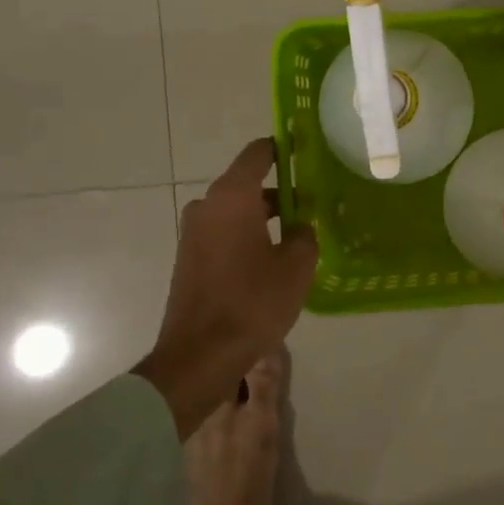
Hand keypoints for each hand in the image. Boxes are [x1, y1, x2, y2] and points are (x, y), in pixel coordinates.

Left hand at [135, 138, 317, 438]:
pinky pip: (224, 234)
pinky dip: (247, 237)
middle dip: (280, 192)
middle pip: (247, 185)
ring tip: (298, 236)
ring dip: (264, 218)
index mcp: (232, 197)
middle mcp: (207, 206)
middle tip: (314, 204)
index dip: (283, 148)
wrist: (200, 356)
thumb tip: (300, 225)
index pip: (258, 154)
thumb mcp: (296, 266)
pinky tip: (272, 260)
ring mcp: (193, 234)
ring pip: (236, 212)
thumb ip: (304, 234)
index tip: (306, 150)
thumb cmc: (253, 302)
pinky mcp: (189, 259)